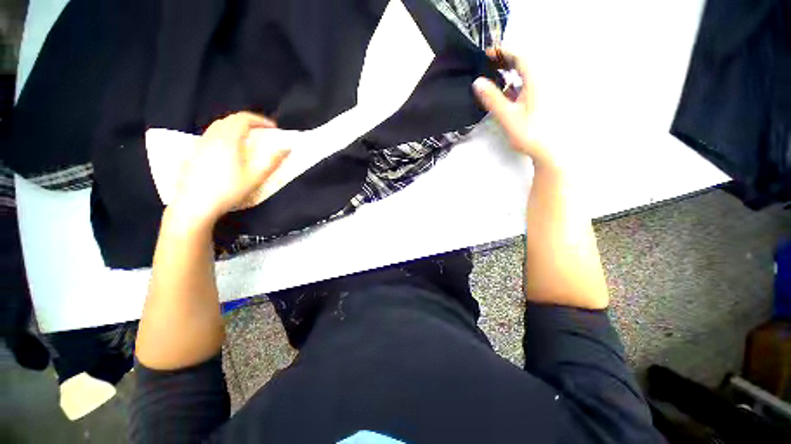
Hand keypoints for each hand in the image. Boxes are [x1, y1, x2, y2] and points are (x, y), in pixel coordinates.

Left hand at [171, 112, 290, 226]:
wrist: (195, 203)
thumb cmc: (228, 190)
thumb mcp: (256, 177)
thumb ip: (273, 161)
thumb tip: (287, 147)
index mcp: (228, 139)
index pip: (244, 118)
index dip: (260, 120)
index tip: (273, 128)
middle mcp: (213, 136)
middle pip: (231, 119)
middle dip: (248, 122)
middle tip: (262, 132)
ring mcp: (201, 143)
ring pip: (219, 125)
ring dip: (236, 127)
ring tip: (248, 139)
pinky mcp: (195, 151)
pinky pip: (212, 134)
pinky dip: (225, 134)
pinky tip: (230, 148)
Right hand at [473, 48, 555, 168]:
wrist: (548, 149)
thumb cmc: (529, 133)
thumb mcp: (507, 115)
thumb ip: (492, 98)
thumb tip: (478, 82)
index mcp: (534, 80)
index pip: (520, 56)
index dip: (503, 51)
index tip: (488, 54)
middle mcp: (541, 81)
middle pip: (524, 62)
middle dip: (507, 60)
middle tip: (490, 64)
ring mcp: (542, 91)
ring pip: (526, 74)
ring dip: (511, 72)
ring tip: (495, 77)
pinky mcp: (541, 100)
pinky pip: (528, 85)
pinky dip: (516, 84)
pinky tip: (507, 93)